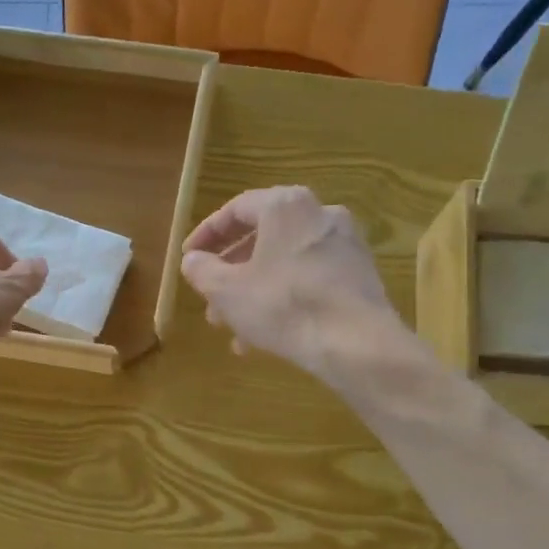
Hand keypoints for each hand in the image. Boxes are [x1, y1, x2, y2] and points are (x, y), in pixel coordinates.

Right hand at [180, 187, 402, 381]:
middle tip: (210, 300)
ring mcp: (344, 244)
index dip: (207, 235)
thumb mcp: (227, 291)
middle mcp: (319, 214)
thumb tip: (192, 260)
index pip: (235, 210)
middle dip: (231, 273)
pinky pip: (309, 280)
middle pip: (262, 238)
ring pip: (285, 264)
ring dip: (254, 292)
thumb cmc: (283, 306)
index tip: (189, 258)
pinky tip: (266, 337)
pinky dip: (283, 299)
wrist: (356, 343)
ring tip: (233, 328)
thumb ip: (202, 270)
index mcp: (285, 206)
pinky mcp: (359, 275)